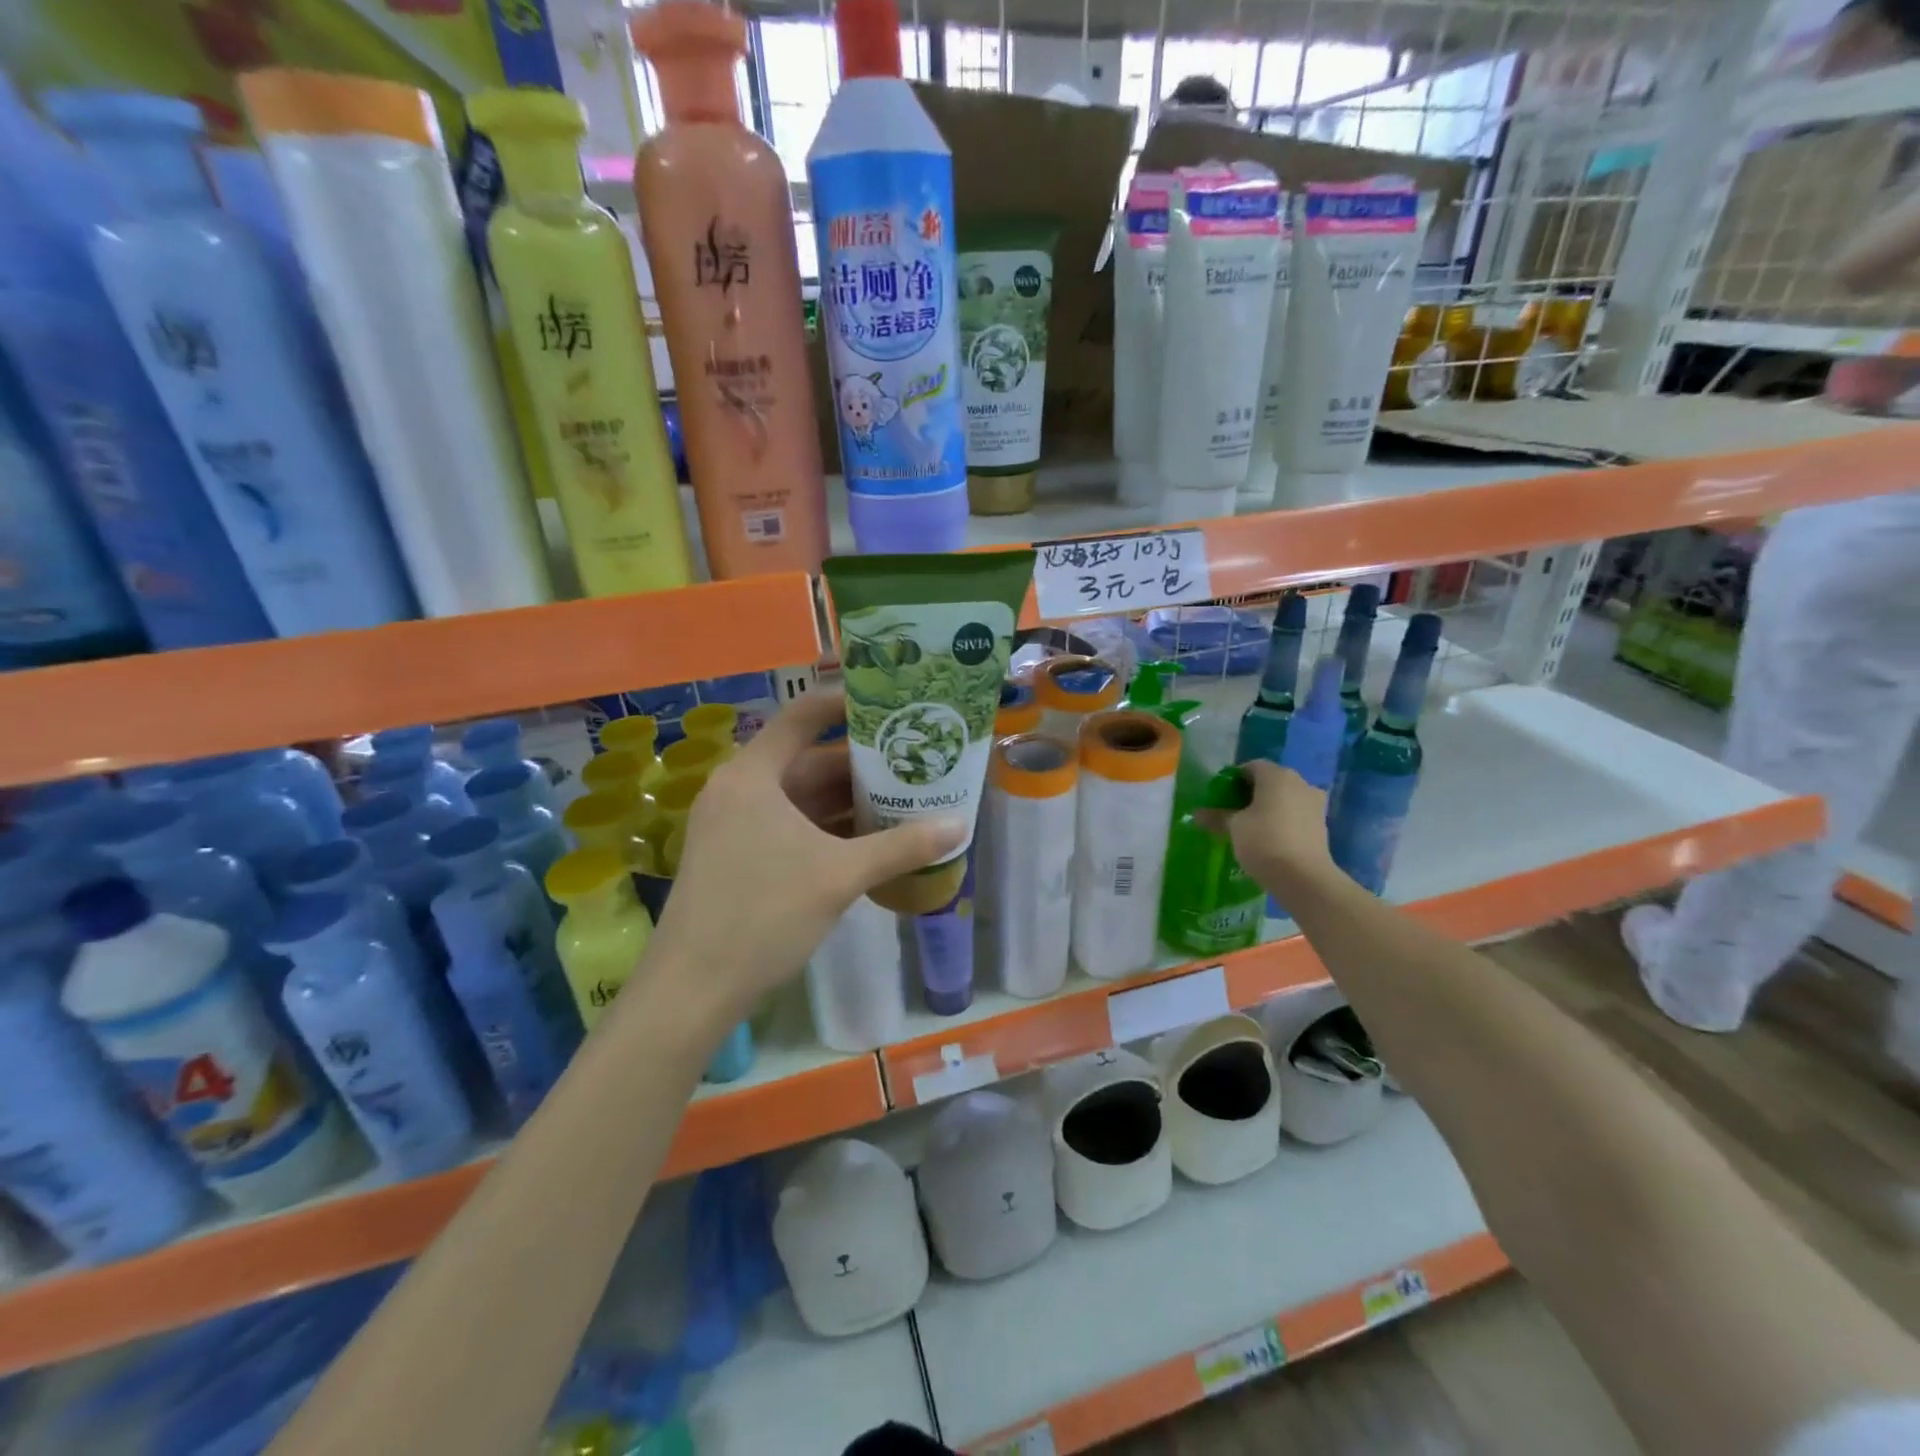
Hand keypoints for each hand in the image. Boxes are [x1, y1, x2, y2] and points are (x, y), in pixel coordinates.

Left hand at [646, 690, 965, 1018]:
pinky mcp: (738, 855)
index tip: (893, 702)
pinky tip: (870, 839)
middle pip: (808, 760)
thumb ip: (901, 846)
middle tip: (915, 760)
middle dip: (862, 764)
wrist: (693, 990)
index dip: (847, 703)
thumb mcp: (839, 876)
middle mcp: (740, 789)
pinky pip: (791, 826)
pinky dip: (828, 828)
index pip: (803, 716)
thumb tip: (960, 825)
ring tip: (905, 798)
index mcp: (753, 775)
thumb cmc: (763, 914)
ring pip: (801, 798)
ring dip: (848, 801)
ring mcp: (735, 824)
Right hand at [1226, 760, 1339, 899]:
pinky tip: (1269, 837)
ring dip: (1268, 807)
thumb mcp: (1234, 827)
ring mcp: (1314, 802)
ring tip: (1250, 826)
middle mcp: (1299, 782)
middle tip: (1232, 811)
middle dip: (1250, 793)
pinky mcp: (1321, 823)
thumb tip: (1197, 814)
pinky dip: (1282, 819)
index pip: (1250, 767)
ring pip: (1284, 797)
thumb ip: (1217, 816)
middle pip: (1269, 781)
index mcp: (1276, 775)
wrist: (1304, 877)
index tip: (1221, 797)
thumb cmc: (1264, 841)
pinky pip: (1295, 813)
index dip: (1233, 779)